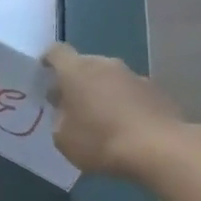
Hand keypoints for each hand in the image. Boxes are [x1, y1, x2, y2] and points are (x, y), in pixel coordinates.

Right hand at [42, 44, 191, 179]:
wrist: (157, 148)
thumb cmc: (99, 141)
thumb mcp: (63, 138)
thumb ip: (59, 118)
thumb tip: (66, 111)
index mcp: (76, 71)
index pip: (56, 52)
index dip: (47, 62)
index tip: (43, 77)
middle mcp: (105, 65)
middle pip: (84, 64)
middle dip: (74, 81)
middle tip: (68, 105)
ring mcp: (133, 75)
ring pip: (108, 78)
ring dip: (100, 92)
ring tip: (97, 119)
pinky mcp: (155, 90)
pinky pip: (129, 92)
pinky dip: (122, 103)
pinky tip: (122, 126)